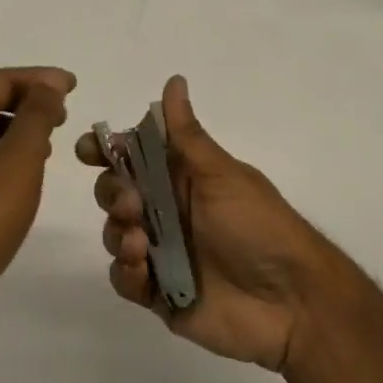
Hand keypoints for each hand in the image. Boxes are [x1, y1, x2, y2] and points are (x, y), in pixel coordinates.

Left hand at [0, 67, 74, 344]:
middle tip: (64, 111)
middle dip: (29, 99)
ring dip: (19, 126)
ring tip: (51, 139)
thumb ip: (36, 116)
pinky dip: (6, 151)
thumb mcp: (19, 160)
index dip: (38, 77)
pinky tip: (25, 172)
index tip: (72, 85)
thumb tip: (48, 85)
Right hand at [78, 74, 334, 371]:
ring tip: (141, 244)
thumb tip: (174, 79)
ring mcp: (160, 252)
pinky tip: (143, 272)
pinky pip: (124, 279)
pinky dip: (126, 272)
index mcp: (179, 175)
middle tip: (131, 203)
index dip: (105, 150)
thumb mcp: (221, 174)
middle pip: (113, 191)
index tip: (90, 151)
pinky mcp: (159, 293)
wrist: (292, 302)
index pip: (131, 154)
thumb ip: (187, 134)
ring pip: (114, 233)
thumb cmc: (258, 224)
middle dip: (111, 193)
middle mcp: (165, 209)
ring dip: (118, 233)